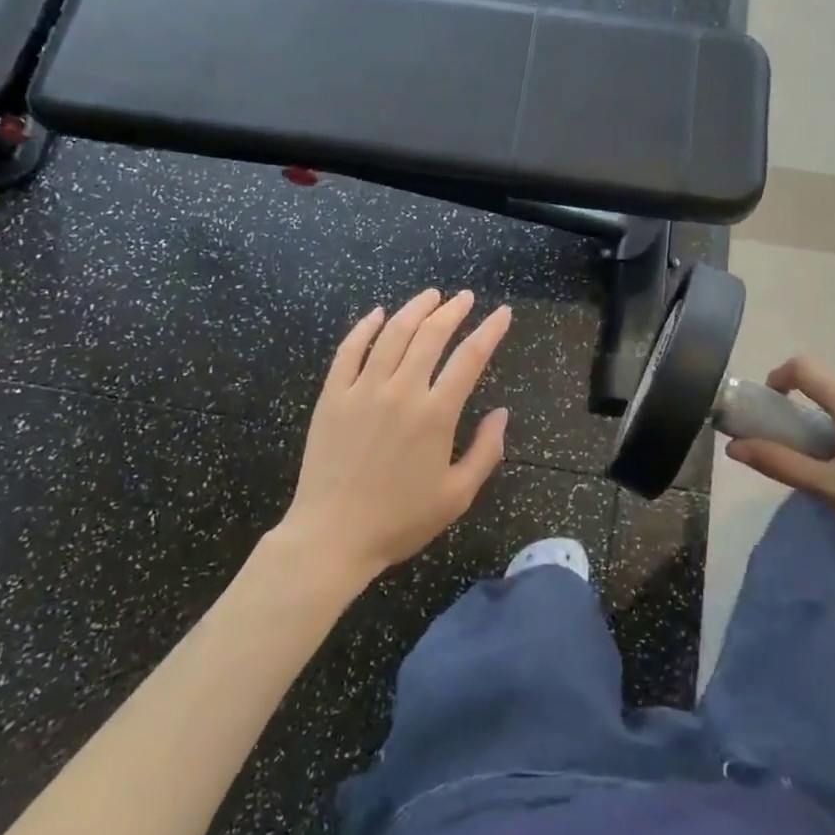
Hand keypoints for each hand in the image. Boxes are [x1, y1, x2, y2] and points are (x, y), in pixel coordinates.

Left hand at [277, 290, 511, 585]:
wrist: (331, 538)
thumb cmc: (399, 520)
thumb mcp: (457, 496)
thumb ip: (486, 452)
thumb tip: (501, 413)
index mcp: (435, 415)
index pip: (470, 358)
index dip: (490, 331)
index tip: (503, 313)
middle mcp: (401, 392)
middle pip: (431, 335)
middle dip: (453, 310)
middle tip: (465, 298)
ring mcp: (363, 390)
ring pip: (392, 334)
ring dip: (415, 309)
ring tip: (431, 296)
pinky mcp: (333, 396)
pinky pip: (349, 350)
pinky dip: (364, 327)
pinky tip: (377, 314)